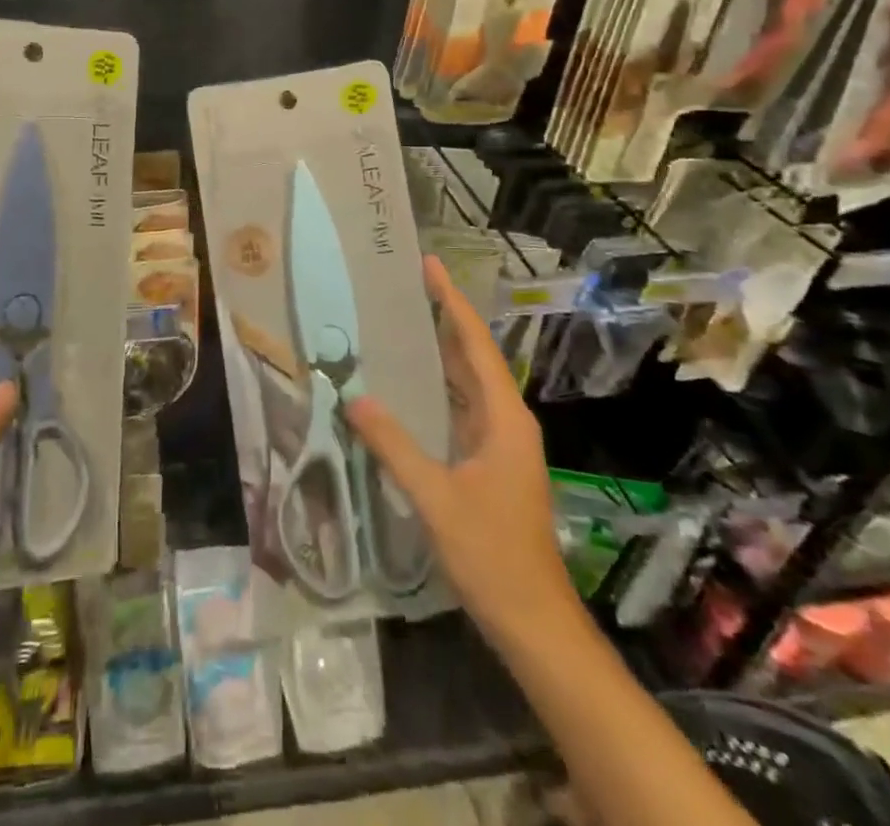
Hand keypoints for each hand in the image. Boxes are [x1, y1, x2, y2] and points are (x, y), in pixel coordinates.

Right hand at [346, 256, 573, 648]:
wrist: (534, 622)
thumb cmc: (492, 555)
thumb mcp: (436, 497)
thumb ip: (394, 445)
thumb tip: (355, 398)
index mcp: (504, 418)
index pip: (475, 344)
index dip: (451, 302)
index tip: (428, 266)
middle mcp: (506, 421)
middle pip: (474, 357)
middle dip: (444, 319)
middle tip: (406, 286)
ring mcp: (501, 444)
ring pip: (468, 384)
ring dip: (441, 352)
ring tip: (402, 322)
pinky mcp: (490, 464)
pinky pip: (462, 409)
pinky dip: (438, 388)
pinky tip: (410, 387)